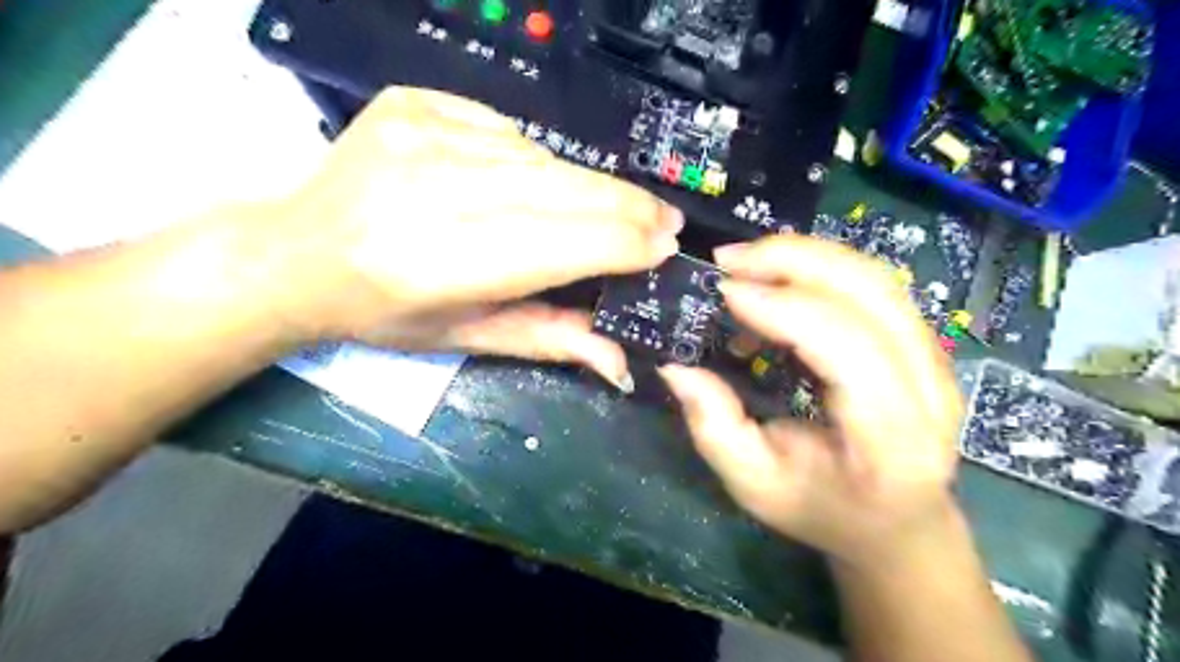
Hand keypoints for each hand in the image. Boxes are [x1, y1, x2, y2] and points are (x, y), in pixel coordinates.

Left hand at [253, 87, 677, 386]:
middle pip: (563, 189)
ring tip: (610, 207)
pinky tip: (535, 181)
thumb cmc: (383, 312)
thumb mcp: (465, 337)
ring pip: (542, 158)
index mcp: (443, 264)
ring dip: (586, 186)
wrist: (295, 252)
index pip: (565, 243)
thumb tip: (622, 361)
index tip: (665, 247)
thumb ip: (548, 339)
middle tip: (664, 220)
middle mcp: (435, 191)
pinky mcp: (414, 103)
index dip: (624, 244)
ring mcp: (421, 134)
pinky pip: (506, 131)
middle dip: (627, 207)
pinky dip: (535, 160)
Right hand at [661, 234, 960, 566]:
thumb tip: (676, 367)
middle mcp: (929, 387)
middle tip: (728, 260)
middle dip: (794, 260)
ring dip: (805, 255)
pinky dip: (818, 270)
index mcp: (893, 437)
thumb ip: (714, 428)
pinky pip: (872, 285)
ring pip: (876, 277)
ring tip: (746, 262)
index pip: (849, 347)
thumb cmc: (824, 510)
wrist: (895, 523)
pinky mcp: (921, 343)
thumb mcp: (754, 486)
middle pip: (872, 292)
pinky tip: (775, 284)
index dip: (786, 309)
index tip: (726, 292)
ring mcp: (934, 359)